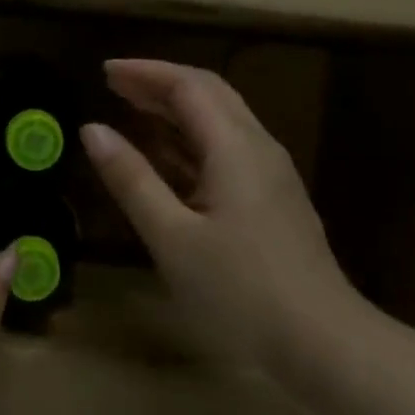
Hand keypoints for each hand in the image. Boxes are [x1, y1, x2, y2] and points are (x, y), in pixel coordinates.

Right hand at [81, 59, 363, 366]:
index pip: (188, 85)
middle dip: (160, 83)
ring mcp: (270, 175)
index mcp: (235, 147)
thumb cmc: (240, 290)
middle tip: (114, 85)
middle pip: (209, 94)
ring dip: (176, 110)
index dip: (144, 72)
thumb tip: (92, 130)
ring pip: (220, 121)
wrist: (322, 343)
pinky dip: (190, 141)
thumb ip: (132, 179)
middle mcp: (257, 148)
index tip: (103, 71)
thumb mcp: (172, 237)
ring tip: (132, 111)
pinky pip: (227, 150)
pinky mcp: (272, 200)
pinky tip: (168, 159)